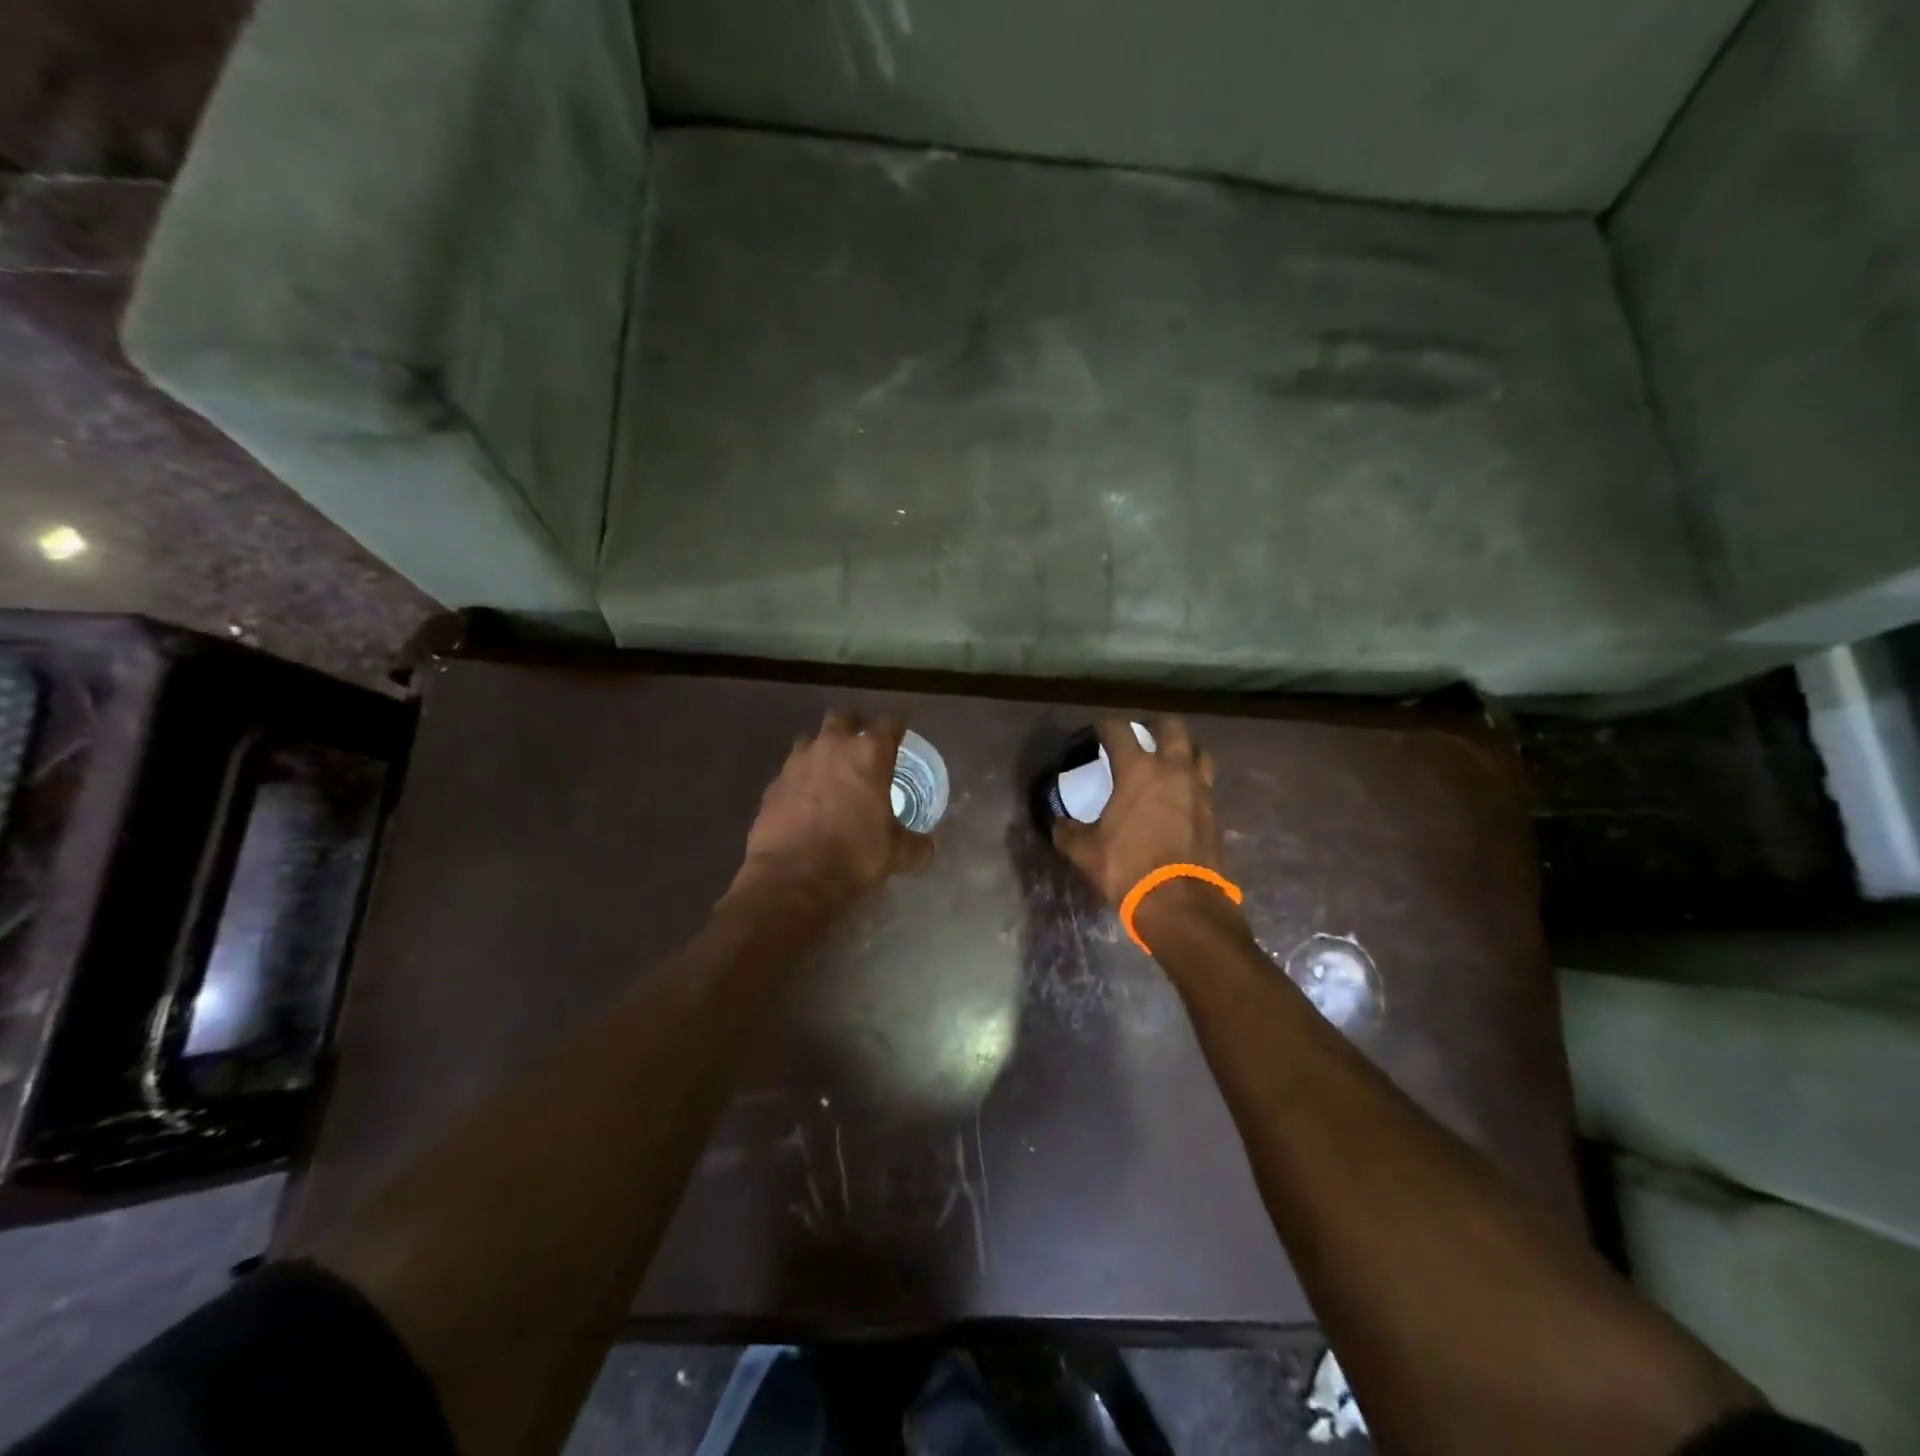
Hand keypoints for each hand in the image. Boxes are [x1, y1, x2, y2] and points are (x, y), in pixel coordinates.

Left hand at [734, 711, 934, 902]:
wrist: (793, 876)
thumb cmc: (854, 855)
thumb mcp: (896, 853)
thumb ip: (916, 845)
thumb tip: (929, 848)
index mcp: (869, 754)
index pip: (889, 724)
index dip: (896, 729)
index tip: (899, 737)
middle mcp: (833, 746)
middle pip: (843, 718)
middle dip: (854, 726)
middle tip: (861, 747)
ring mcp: (798, 761)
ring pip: (811, 739)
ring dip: (822, 749)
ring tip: (830, 770)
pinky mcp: (774, 782)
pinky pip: (791, 769)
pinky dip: (800, 777)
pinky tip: (805, 798)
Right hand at [1052, 717, 1243, 931]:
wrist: (1180, 903)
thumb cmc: (1128, 867)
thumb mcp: (1085, 851)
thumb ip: (1068, 831)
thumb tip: (1057, 823)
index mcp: (1138, 770)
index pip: (1119, 730)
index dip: (1105, 725)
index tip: (1096, 730)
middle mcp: (1173, 770)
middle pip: (1171, 728)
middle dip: (1154, 725)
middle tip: (1141, 735)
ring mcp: (1200, 790)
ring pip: (1198, 752)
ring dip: (1183, 749)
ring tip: (1169, 760)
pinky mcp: (1215, 813)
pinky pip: (1205, 784)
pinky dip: (1193, 781)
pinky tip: (1180, 796)